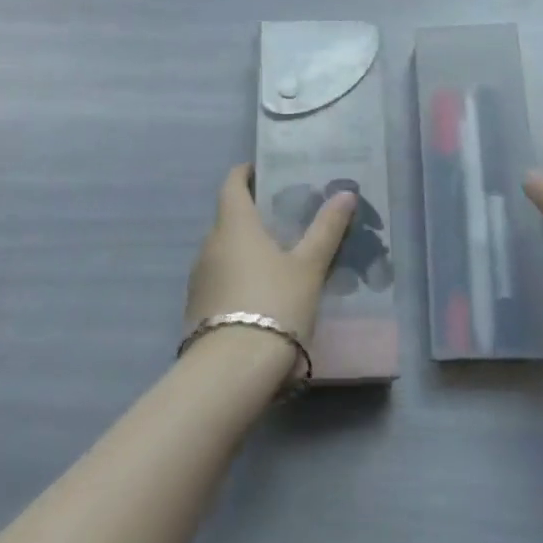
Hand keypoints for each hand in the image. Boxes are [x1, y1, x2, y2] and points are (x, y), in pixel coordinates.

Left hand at [186, 165, 355, 346]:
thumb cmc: (274, 304)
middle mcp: (210, 244)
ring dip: (244, 249)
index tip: (262, 171)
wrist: (231, 372)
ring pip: (223, 251)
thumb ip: (325, 230)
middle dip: (252, 215)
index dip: (245, 173)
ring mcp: (199, 279)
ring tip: (277, 259)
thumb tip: (345, 193)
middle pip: (228, 218)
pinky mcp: (197, 310)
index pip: (232, 184)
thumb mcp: (308, 267)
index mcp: (234, 225)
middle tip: (284, 220)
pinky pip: (219, 280)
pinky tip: (260, 296)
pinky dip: (237, 277)